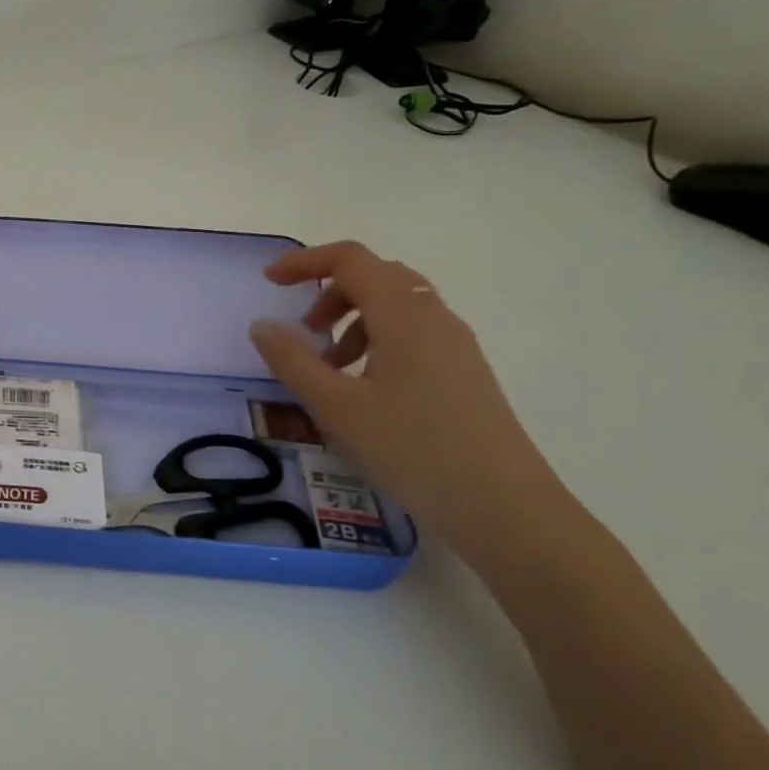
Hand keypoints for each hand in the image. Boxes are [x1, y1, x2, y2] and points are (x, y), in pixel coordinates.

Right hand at [250, 241, 580, 560]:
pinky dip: (376, 342)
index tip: (269, 282)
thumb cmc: (414, 449)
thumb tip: (262, 325)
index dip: (305, 261)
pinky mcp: (465, 373)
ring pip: (395, 307)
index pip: (350, 259)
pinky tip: (363, 389)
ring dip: (352, 320)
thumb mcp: (336, 406)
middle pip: (376, 276)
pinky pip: (412, 334)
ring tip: (328, 367)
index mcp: (403, 314)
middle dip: (330, 292)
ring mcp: (456, 346)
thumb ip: (292, 361)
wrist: (506, 510)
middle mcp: (434, 317)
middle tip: (302, 330)